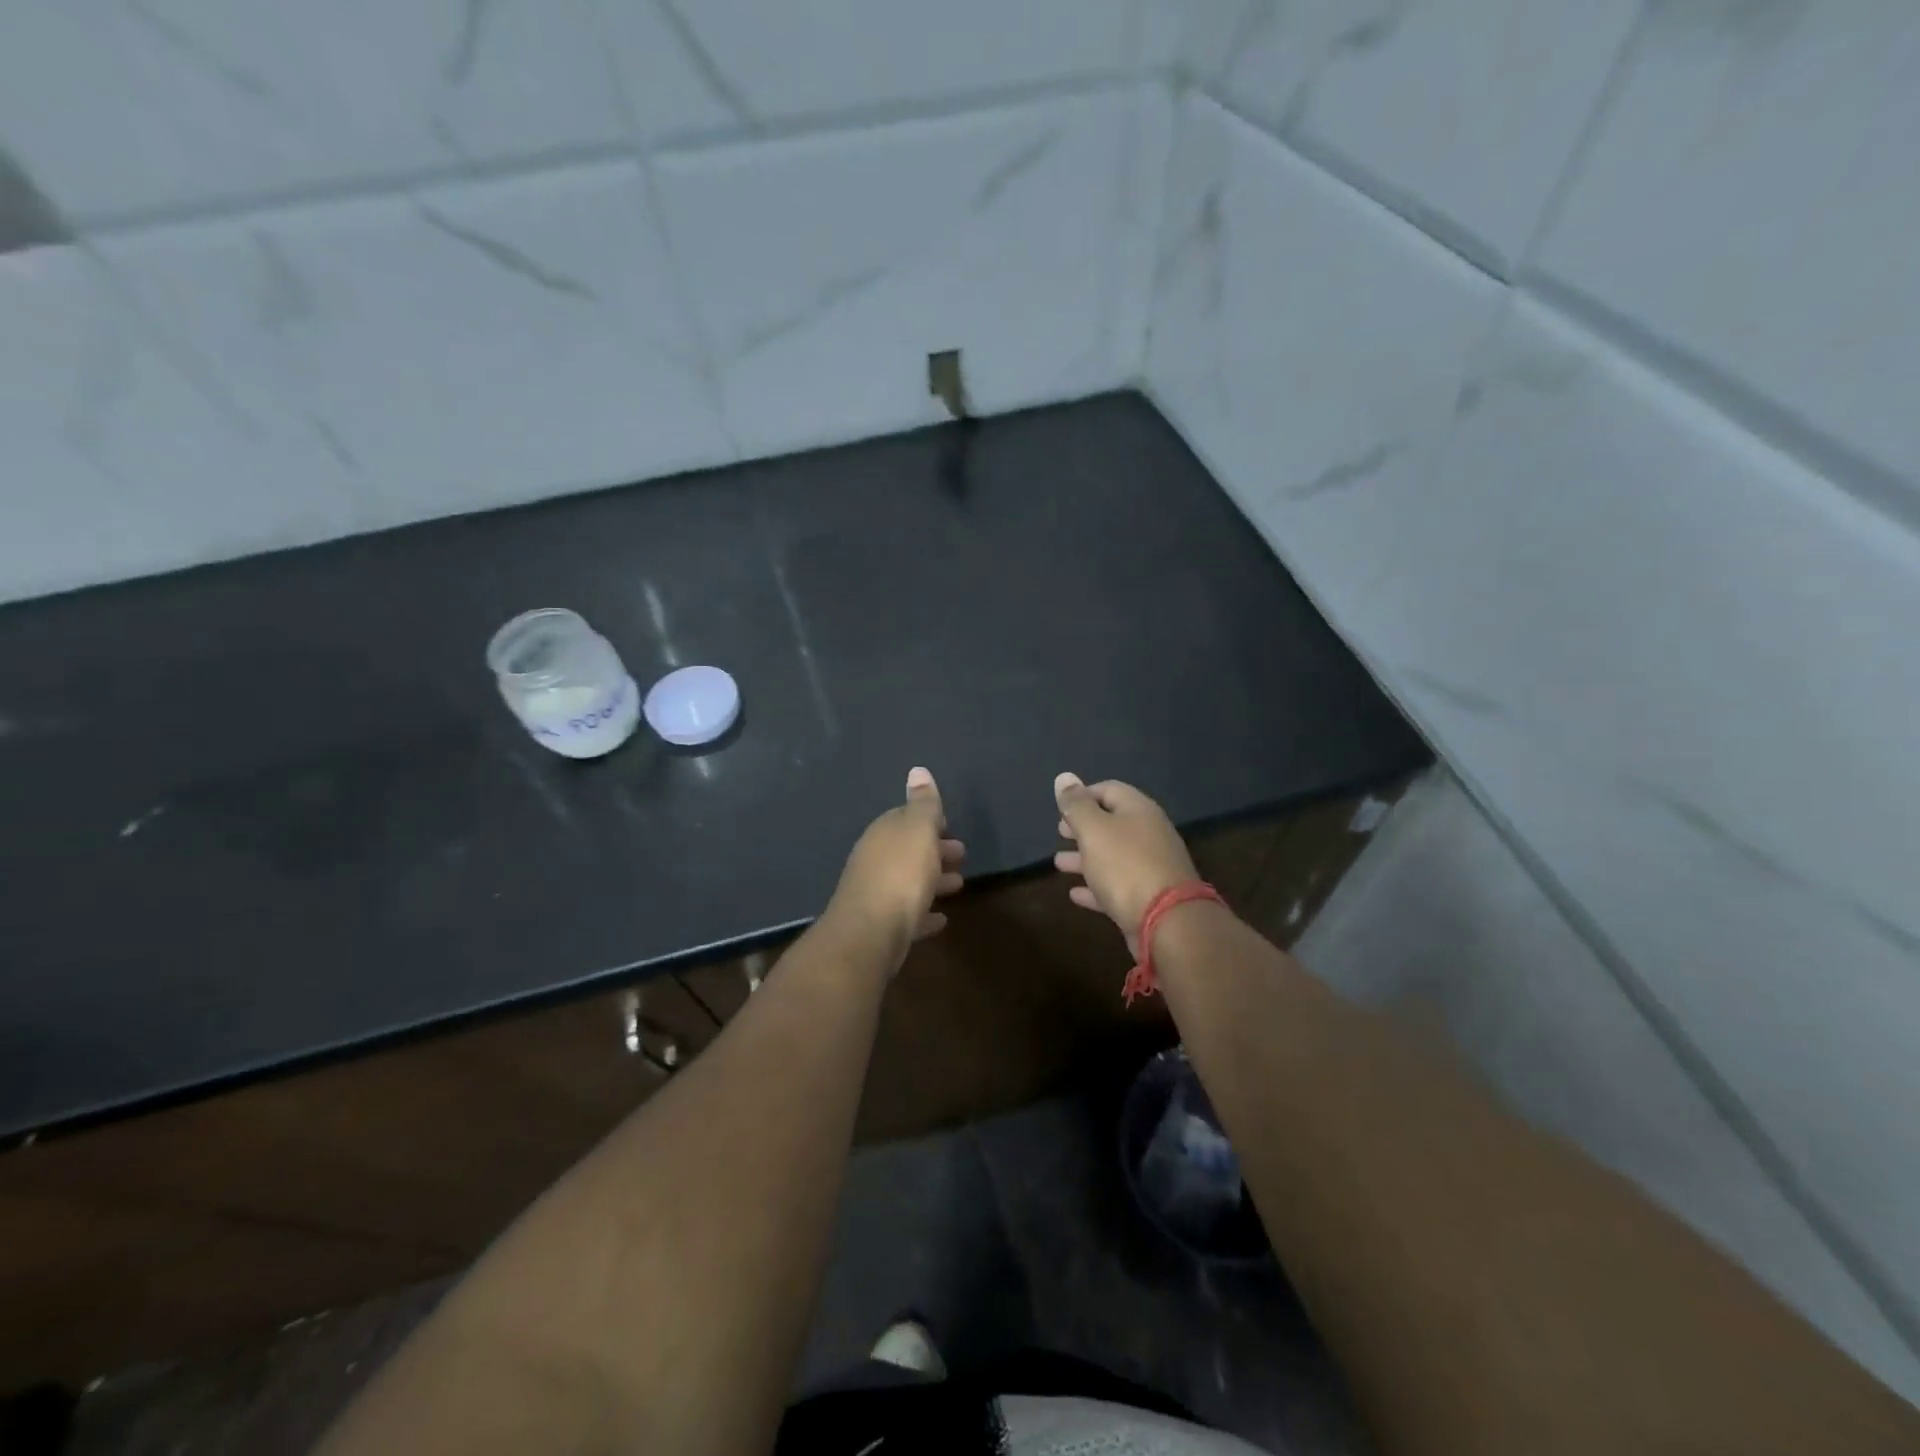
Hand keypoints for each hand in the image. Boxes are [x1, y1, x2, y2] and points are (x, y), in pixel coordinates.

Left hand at [826, 766, 965, 965]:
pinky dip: (924, 912)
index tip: (949, 826)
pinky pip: (907, 914)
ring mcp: (875, 893)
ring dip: (932, 880)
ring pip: (908, 881)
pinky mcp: (880, 925)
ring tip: (958, 884)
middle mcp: (874, 859)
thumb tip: (917, 770)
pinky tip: (940, 919)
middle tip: (960, 854)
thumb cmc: (901, 875)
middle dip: (933, 850)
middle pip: (908, 850)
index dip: (928, 821)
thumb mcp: (919, 831)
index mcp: (883, 833)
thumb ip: (923, 804)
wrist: (870, 934)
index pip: (905, 818)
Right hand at [1052, 773, 1198, 956]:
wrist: (1167, 922)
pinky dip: (1096, 886)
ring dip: (1085, 858)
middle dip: (1083, 827)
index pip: (1109, 789)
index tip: (1061, 807)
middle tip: (1060, 832)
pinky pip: (1116, 886)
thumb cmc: (1125, 866)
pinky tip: (1075, 894)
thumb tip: (1064, 776)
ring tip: (1059, 863)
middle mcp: (1149, 834)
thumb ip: (1077, 805)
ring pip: (1112, 856)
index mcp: (1139, 810)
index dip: (1083, 794)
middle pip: (1112, 823)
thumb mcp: (1094, 830)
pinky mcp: (1148, 898)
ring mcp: (1151, 867)